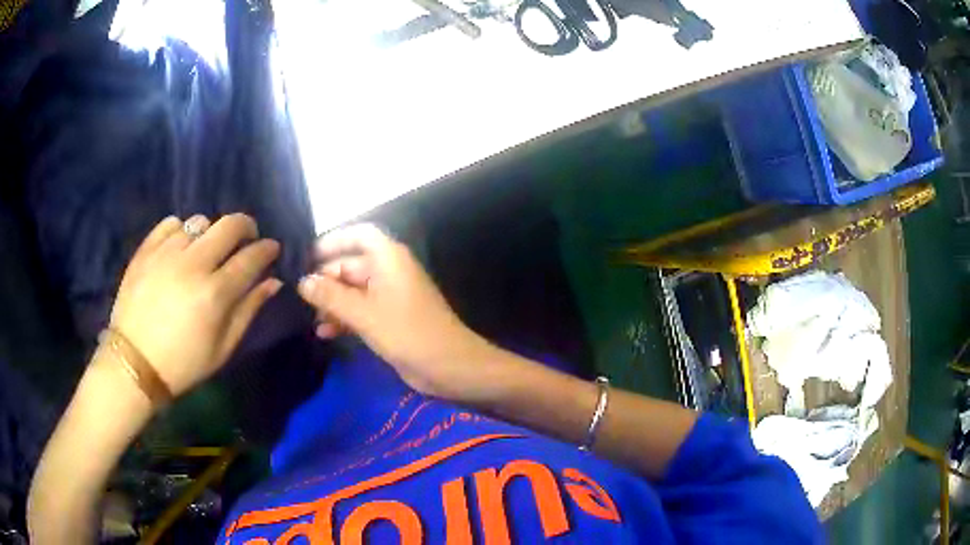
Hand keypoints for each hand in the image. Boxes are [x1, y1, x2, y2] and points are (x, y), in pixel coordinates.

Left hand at [109, 214, 281, 397]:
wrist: (135, 362)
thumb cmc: (183, 363)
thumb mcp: (222, 348)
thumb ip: (248, 310)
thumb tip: (273, 282)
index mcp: (215, 293)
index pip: (251, 257)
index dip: (267, 249)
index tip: (272, 248)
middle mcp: (193, 264)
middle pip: (230, 225)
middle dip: (246, 226)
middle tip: (247, 237)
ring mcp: (167, 252)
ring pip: (200, 221)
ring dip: (211, 232)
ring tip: (207, 249)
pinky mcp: (146, 249)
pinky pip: (171, 223)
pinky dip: (182, 230)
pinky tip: (181, 247)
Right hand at [298, 224, 494, 400]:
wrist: (449, 366)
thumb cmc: (406, 332)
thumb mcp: (363, 313)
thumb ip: (330, 295)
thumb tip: (302, 282)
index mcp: (389, 258)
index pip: (359, 234)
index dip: (334, 240)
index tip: (308, 256)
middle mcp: (389, 271)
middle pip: (351, 265)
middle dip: (327, 280)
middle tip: (301, 297)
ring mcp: (391, 296)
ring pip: (354, 291)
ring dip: (333, 303)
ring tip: (311, 319)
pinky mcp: (391, 319)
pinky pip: (362, 310)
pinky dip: (345, 318)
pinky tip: (325, 333)